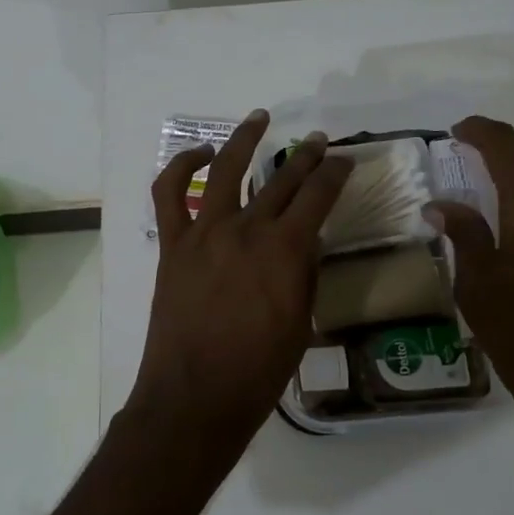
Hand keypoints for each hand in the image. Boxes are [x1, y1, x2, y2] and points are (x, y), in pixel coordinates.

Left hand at [123, 110, 351, 473]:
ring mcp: (205, 233)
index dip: (335, 173)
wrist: (197, 396)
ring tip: (259, 118)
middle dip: (304, 156)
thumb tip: (306, 242)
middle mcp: (247, 229)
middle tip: (317, 141)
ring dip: (244, 139)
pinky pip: (169, 193)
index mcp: (286, 250)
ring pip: (224, 170)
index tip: (343, 161)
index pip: (318, 196)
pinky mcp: (174, 244)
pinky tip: (198, 153)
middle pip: (281, 180)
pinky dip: (180, 166)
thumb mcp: (302, 322)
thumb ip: (304, 274)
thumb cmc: (259, 370)